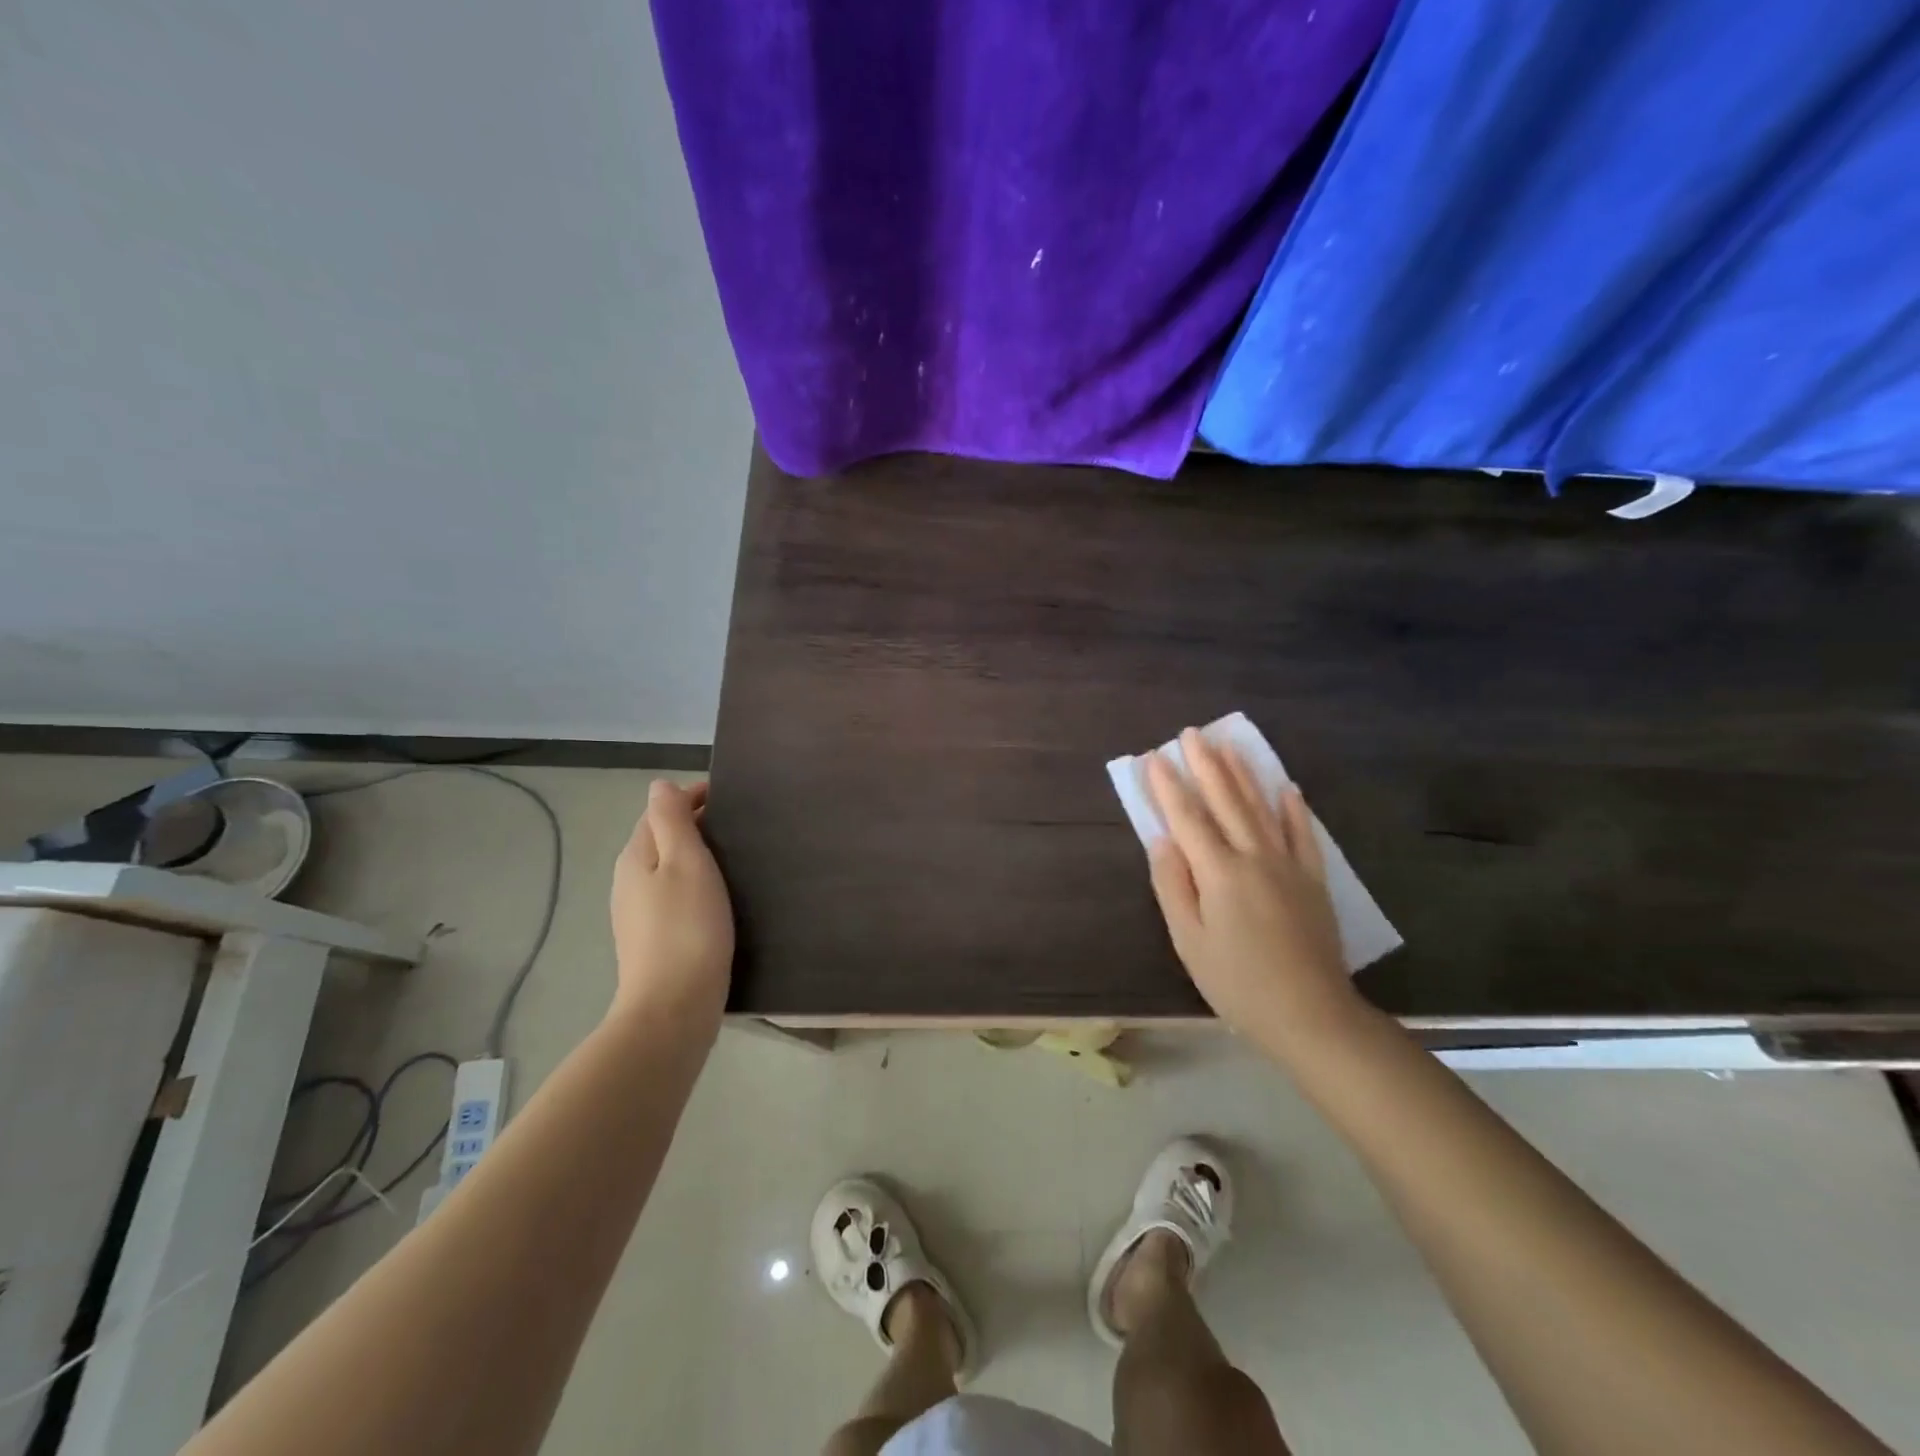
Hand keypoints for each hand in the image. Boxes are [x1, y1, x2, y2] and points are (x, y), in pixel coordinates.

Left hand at [608, 779, 734, 1037]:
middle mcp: (629, 881)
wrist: (674, 1007)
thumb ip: (672, 820)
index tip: (729, 795)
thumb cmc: (687, 927)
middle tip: (739, 824)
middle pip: (660, 839)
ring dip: (694, 856)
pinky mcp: (652, 940)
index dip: (691, 797)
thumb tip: (659, 785)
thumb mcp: (685, 862)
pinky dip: (694, 884)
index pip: (659, 812)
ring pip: (666, 869)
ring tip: (735, 856)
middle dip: (694, 824)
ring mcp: (637, 914)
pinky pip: (673, 896)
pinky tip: (719, 898)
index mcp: (635, 857)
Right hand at [1145, 729, 1359, 1055]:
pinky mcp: (1312, 880)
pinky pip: (1303, 835)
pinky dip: (1293, 809)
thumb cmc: (1237, 983)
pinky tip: (1287, 788)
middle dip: (1206, 765)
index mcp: (1219, 873)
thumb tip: (1161, 840)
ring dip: (1243, 774)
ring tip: (1229, 744)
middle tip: (1190, 733)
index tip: (1154, 758)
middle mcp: (1254, 857)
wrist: (1310, 1014)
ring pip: (1262, 808)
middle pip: (1226, 801)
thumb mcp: (1189, 941)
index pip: (1187, 819)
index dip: (1168, 787)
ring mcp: (1288, 866)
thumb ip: (1173, 886)